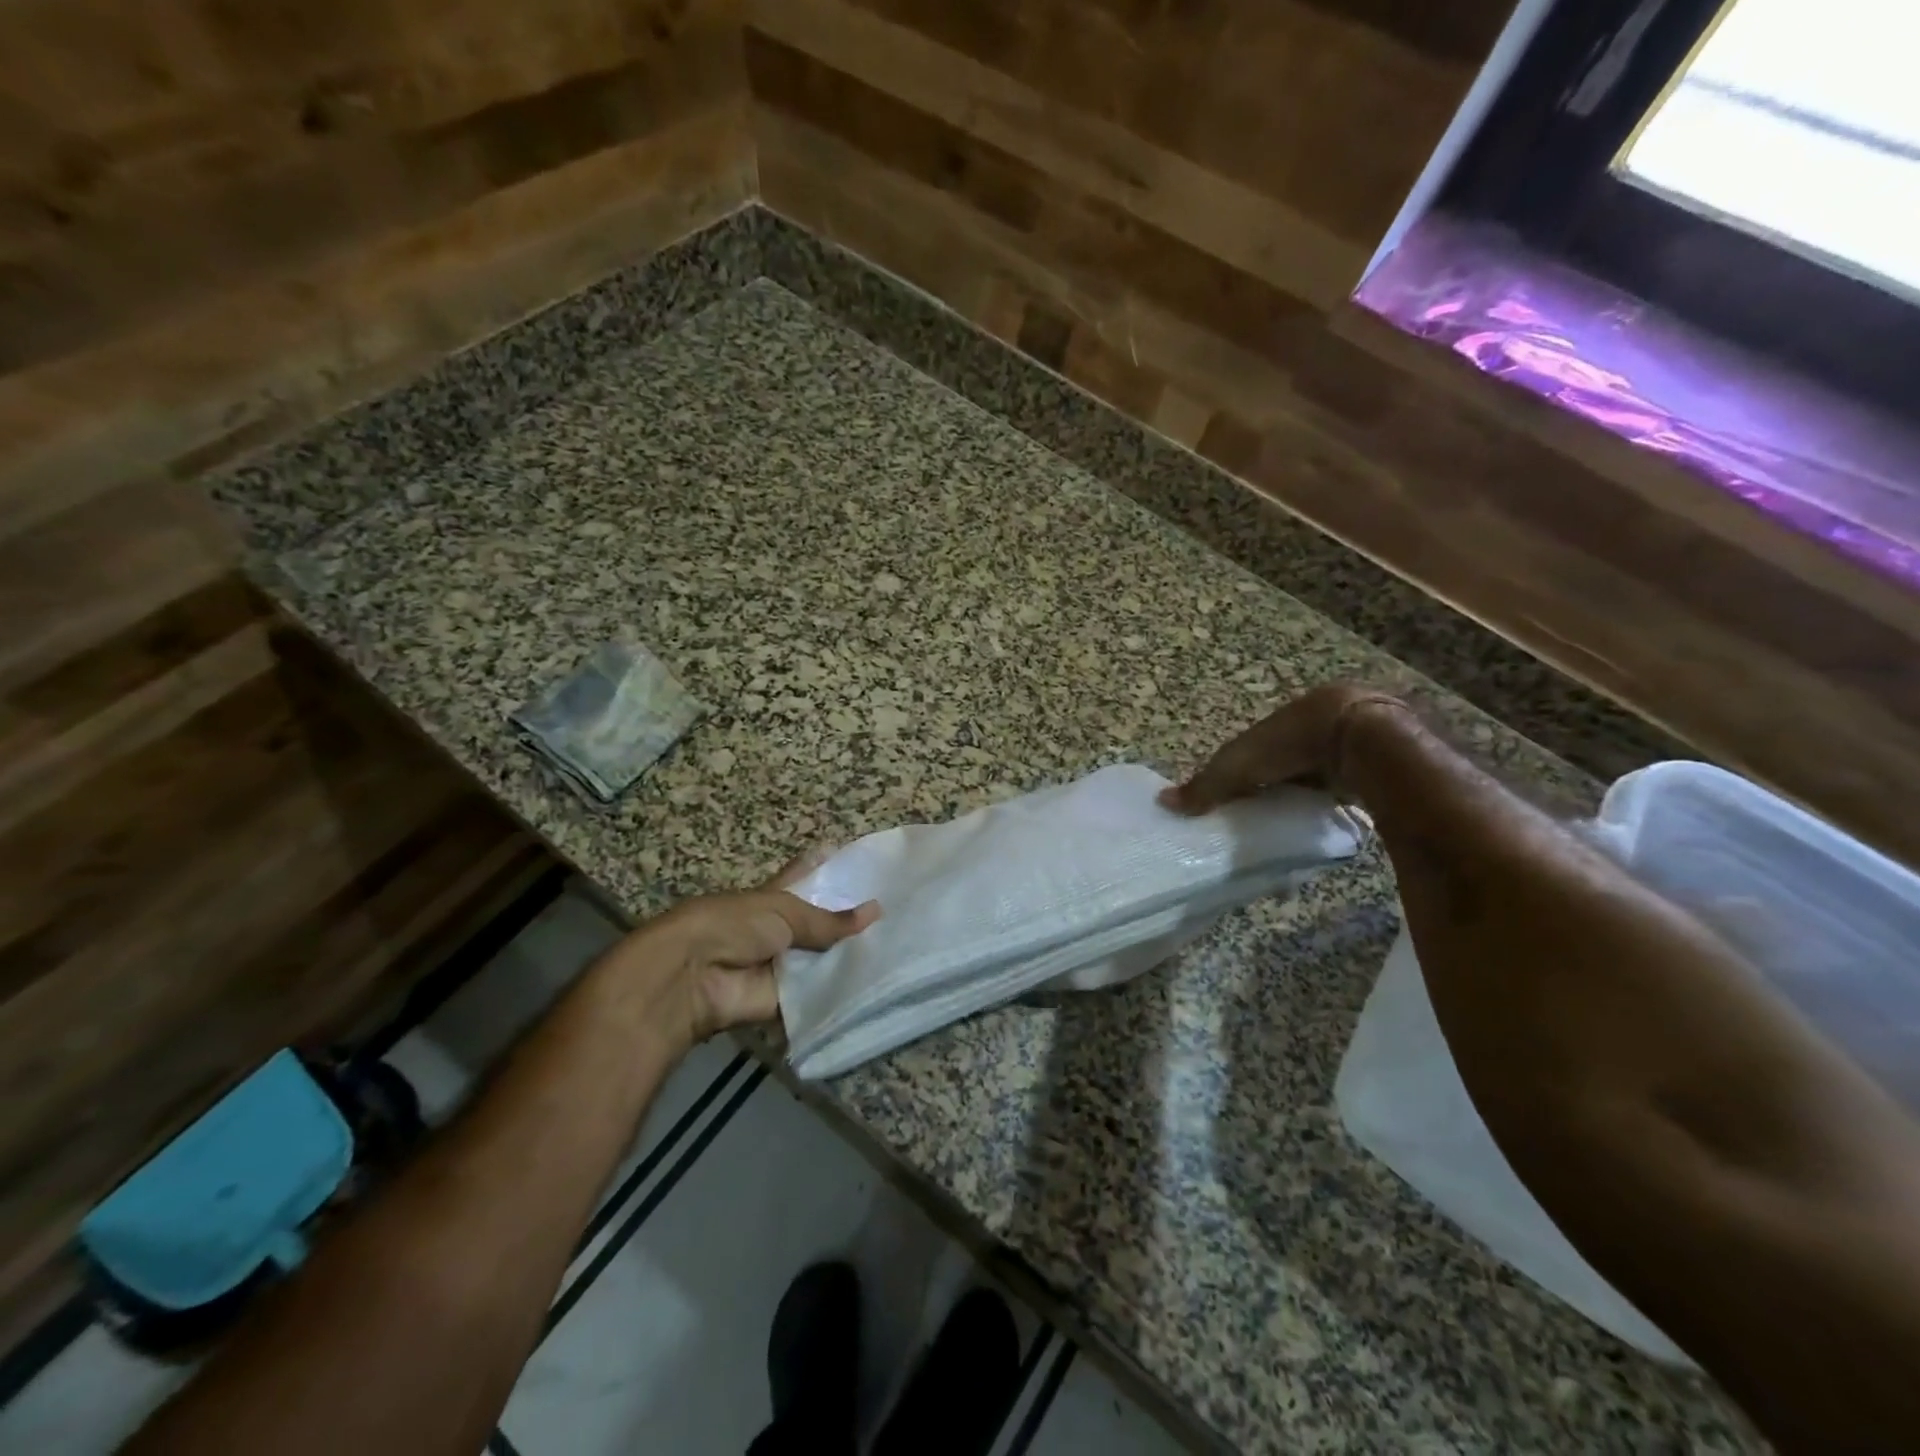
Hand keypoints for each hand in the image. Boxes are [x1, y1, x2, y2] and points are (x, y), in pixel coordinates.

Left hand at [609, 851, 879, 1053]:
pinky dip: (844, 991)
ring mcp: (783, 966)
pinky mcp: (787, 1001)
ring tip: (900, 947)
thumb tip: (876, 911)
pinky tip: (883, 983)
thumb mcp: (784, 911)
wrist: (695, 977)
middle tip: (895, 912)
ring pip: (824, 960)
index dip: (821, 866)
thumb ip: (829, 920)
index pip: (801, 878)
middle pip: (819, 924)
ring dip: (852, 957)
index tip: (849, 854)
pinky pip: (820, 995)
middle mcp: (779, 931)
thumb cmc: (734, 926)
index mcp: (773, 898)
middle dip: (850, 919)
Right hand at [1159, 683, 1408, 814]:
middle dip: (1274, 782)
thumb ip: (1205, 786)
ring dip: (1305, 790)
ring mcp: (1342, 743)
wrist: (1363, 738)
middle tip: (1261, 813)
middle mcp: (1308, 727)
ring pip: (1315, 770)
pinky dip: (1333, 798)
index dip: (1239, 773)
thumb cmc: (1292, 743)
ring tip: (1292, 820)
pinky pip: (1344, 782)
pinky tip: (1326, 816)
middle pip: (1283, 760)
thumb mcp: (1239, 767)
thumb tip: (1163, 802)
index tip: (1232, 800)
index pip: (1251, 749)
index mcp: (1276, 722)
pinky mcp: (1370, 762)